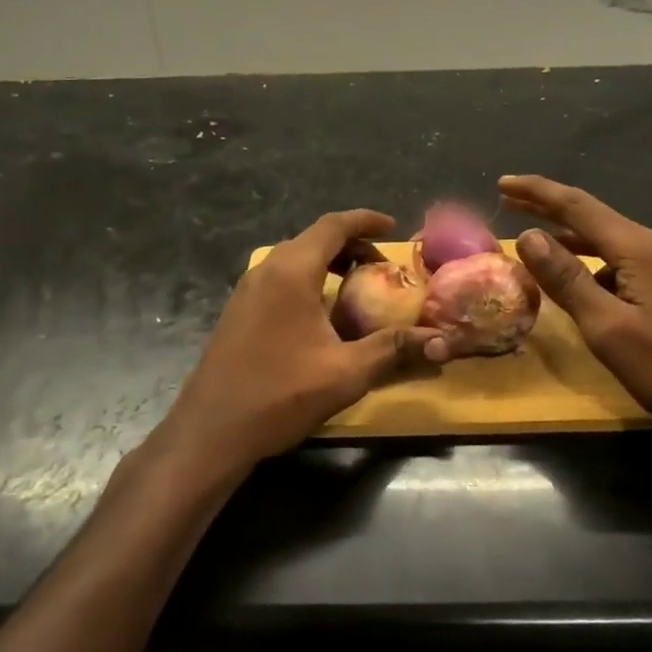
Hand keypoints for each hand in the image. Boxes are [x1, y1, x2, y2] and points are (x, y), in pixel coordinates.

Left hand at [164, 210, 442, 470]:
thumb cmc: (280, 394)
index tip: (393, 227)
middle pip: (314, 239)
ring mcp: (247, 290)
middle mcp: (266, 270)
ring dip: (328, 263)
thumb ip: (393, 348)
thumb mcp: (346, 372)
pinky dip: (309, 280)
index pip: (333, 226)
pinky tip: (323, 314)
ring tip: (357, 287)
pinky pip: (280, 279)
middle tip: (382, 266)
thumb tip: (440, 340)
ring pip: (295, 259)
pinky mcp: (238, 311)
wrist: (211, 431)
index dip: (365, 220)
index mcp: (291, 271)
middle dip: (351, 245)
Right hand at [499, 175, 651, 457]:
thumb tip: (528, 235)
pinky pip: (622, 260)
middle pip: (593, 217)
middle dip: (548, 207)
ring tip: (532, 237)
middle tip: (508, 200)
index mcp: (640, 248)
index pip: (578, 206)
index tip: (502, 182)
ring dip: (569, 236)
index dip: (537, 192)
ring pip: (608, 239)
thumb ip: (566, 279)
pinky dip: (591, 260)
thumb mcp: (607, 328)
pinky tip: (576, 277)